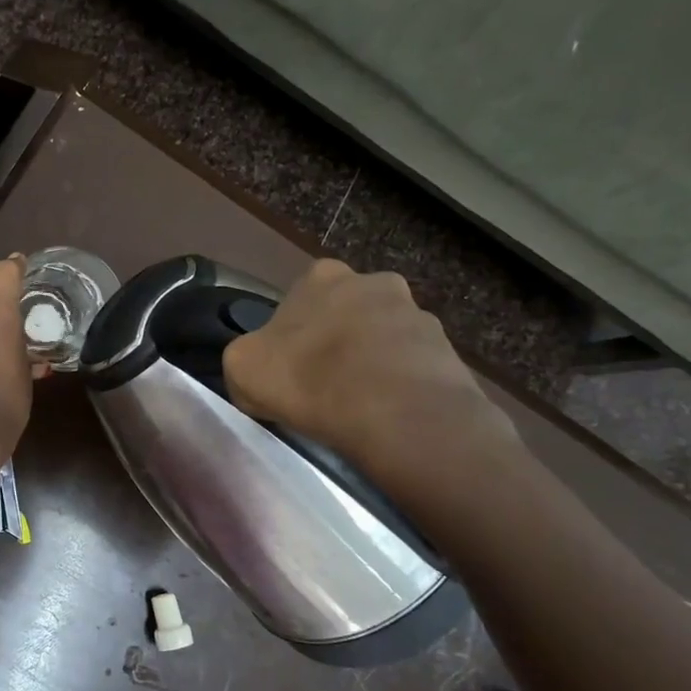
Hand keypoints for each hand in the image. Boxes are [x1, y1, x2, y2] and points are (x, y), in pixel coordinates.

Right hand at [223, 260, 520, 507]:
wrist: (397, 414)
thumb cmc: (309, 379)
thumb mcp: (242, 368)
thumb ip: (246, 357)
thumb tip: (261, 367)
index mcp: (321, 276)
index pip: (300, 296)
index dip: (292, 331)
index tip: (289, 363)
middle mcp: (373, 281)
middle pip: (346, 311)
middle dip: (337, 339)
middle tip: (324, 381)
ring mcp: (417, 313)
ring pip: (384, 337)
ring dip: (372, 360)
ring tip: (360, 404)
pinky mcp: (448, 350)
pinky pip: (414, 366)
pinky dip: (401, 384)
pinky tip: (388, 414)